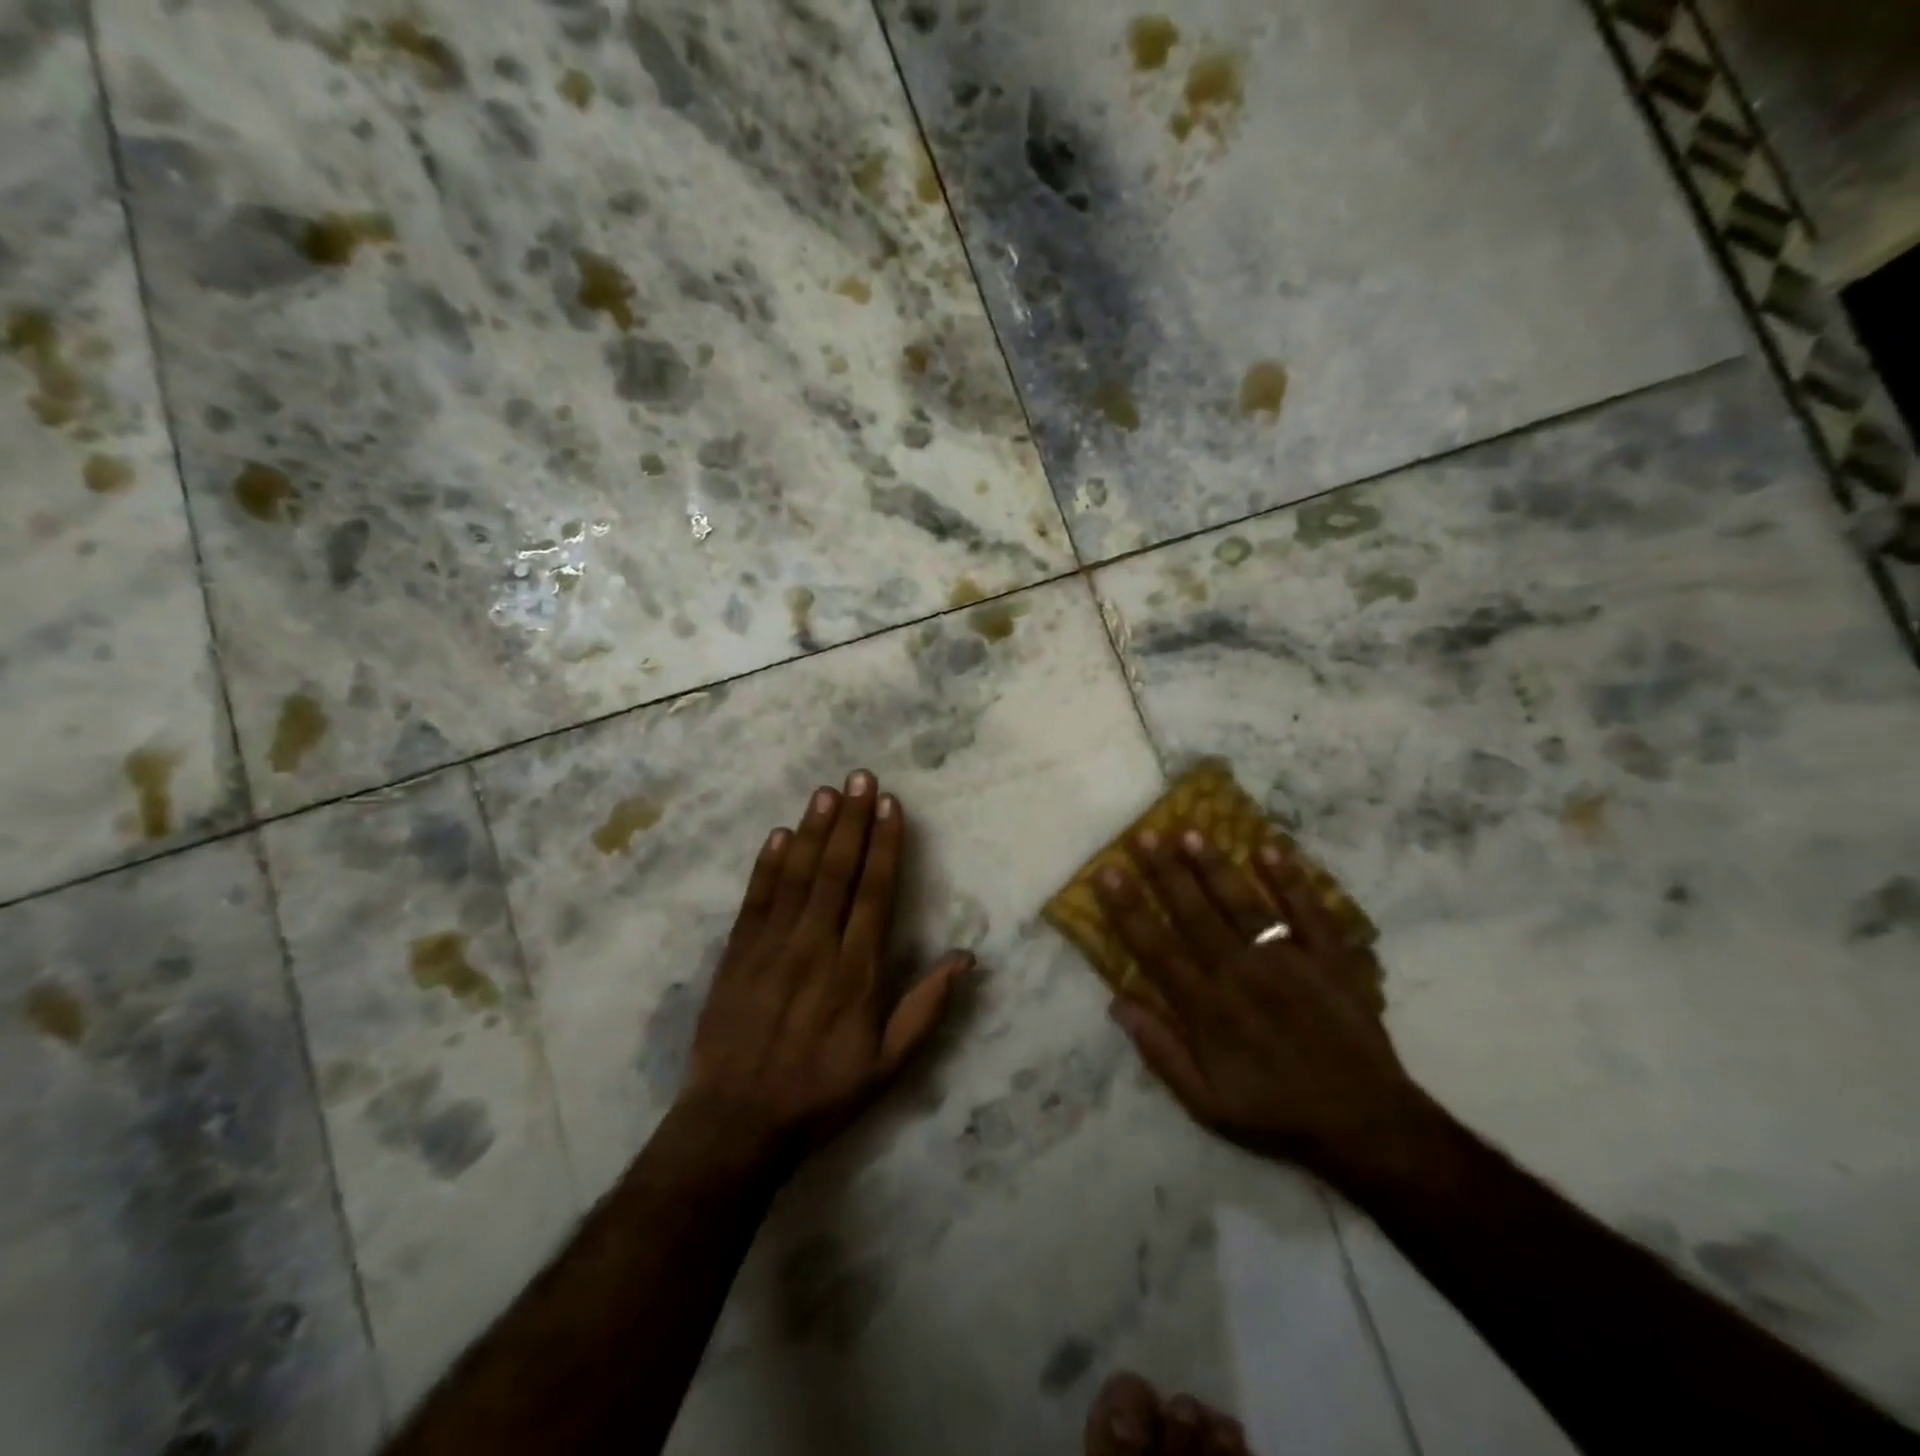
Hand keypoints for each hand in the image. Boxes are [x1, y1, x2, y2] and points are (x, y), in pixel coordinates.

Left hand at [679, 771, 971, 1163]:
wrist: (736, 1123)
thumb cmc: (821, 1092)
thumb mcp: (888, 1064)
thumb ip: (926, 1008)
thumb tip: (966, 957)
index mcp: (856, 971)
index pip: (875, 892)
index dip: (885, 845)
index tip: (890, 806)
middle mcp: (815, 946)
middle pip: (837, 871)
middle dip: (851, 820)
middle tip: (860, 777)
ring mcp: (772, 947)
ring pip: (797, 876)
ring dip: (813, 830)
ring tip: (826, 791)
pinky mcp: (737, 954)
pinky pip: (756, 899)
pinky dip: (768, 865)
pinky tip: (779, 835)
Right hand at [1095, 829, 1421, 1184]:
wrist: (1364, 1124)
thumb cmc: (1276, 1112)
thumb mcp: (1206, 1103)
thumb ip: (1160, 1051)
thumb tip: (1117, 1002)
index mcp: (1208, 1007)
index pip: (1157, 947)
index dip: (1129, 908)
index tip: (1108, 871)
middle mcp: (1242, 973)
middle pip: (1195, 914)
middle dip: (1165, 872)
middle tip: (1143, 834)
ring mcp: (1289, 961)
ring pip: (1243, 904)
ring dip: (1215, 867)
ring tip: (1189, 832)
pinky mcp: (1331, 959)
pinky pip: (1309, 912)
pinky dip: (1291, 880)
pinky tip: (1269, 848)